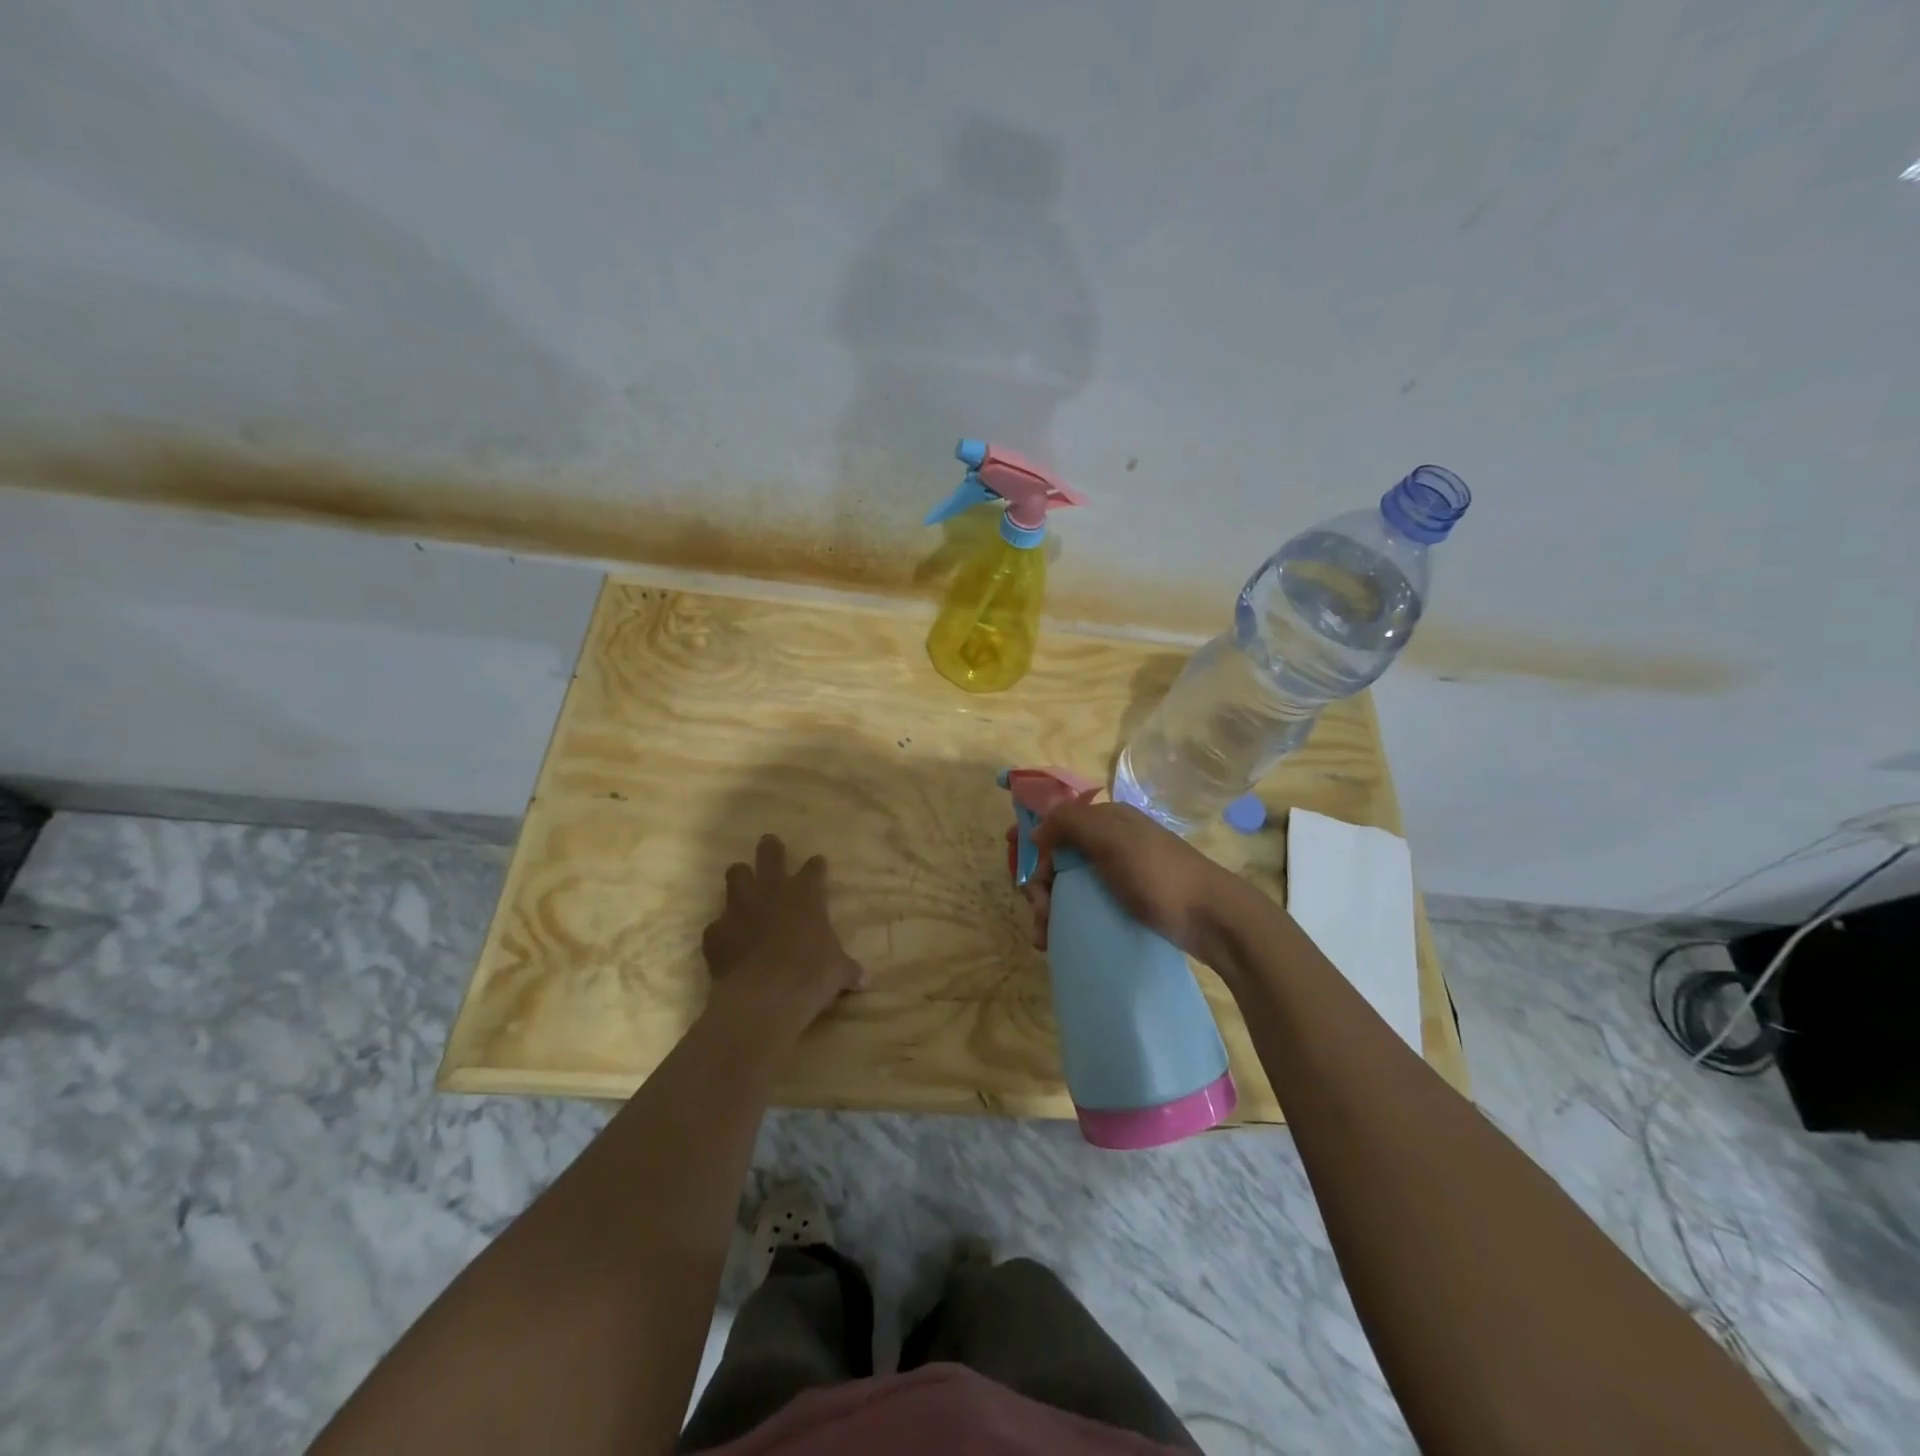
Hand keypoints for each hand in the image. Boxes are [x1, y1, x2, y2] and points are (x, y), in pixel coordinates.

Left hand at [701, 835, 865, 1025]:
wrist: (765, 996)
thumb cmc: (811, 975)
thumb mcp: (838, 972)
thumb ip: (848, 970)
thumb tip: (865, 980)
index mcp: (806, 895)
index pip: (814, 869)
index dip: (816, 867)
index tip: (818, 865)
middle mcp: (772, 892)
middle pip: (770, 853)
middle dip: (771, 848)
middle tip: (771, 847)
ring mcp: (740, 908)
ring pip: (736, 874)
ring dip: (741, 878)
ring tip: (744, 885)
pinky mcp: (716, 931)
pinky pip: (717, 923)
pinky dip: (723, 929)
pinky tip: (728, 940)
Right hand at [1028, 801, 1242, 959]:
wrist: (1213, 919)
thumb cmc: (1158, 874)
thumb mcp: (1111, 838)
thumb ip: (1069, 823)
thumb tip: (1035, 832)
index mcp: (1107, 820)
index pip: (1056, 823)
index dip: (1032, 841)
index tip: (1015, 865)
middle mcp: (1111, 842)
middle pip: (1058, 858)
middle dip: (1040, 885)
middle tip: (1040, 913)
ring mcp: (1120, 874)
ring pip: (1069, 886)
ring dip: (1049, 908)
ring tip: (1045, 937)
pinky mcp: (1128, 903)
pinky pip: (1086, 906)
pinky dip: (1067, 920)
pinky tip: (1059, 940)